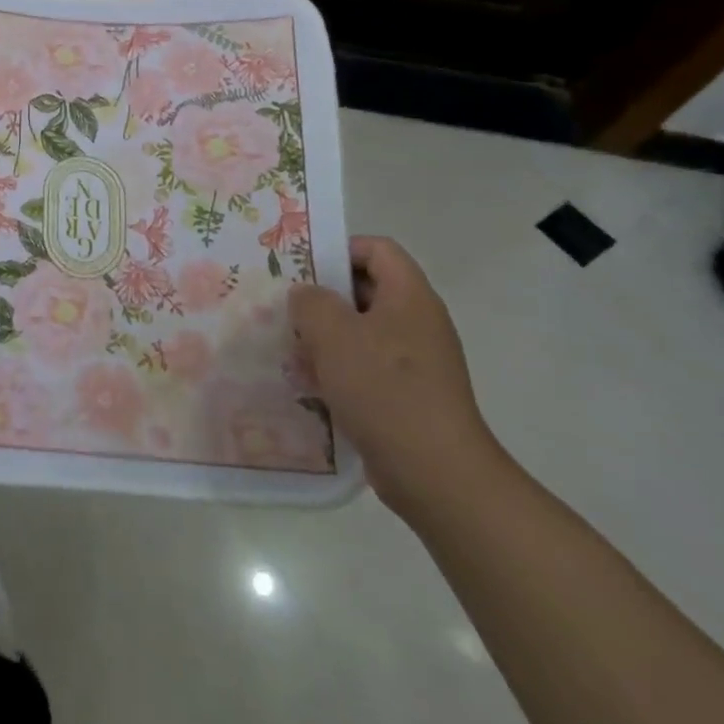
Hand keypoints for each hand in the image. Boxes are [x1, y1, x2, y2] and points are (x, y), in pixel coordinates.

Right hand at [289, 236, 505, 518]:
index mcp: (410, 297)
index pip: (377, 249)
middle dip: (324, 298)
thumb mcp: (333, 333)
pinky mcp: (409, 396)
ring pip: (362, 331)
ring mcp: (417, 362)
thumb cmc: (384, 389)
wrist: (436, 474)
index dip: (340, 250)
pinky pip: (368, 367)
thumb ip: (310, 302)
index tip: (303, 270)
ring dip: (326, 338)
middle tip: (287, 310)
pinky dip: (339, 370)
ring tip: (292, 350)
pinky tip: (311, 386)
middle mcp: (418, 323)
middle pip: (366, 290)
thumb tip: (307, 297)